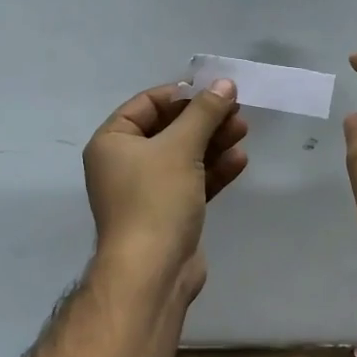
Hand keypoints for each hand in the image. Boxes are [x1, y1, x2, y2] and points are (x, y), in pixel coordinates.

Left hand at [83, 79, 247, 293]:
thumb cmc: (156, 200)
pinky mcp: (169, 213)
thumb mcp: (181, 147)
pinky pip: (192, 182)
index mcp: (112, 142)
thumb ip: (204, 112)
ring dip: (213, 142)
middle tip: (236, 111)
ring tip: (243, 131)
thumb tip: (224, 84)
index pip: (146, 104)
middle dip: (204, 119)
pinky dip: (213, 170)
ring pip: (184, 156)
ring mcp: (147, 190)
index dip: (181, 94)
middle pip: (169, 129)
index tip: (214, 91)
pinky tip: (239, 160)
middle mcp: (125, 163)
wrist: (152, 273)